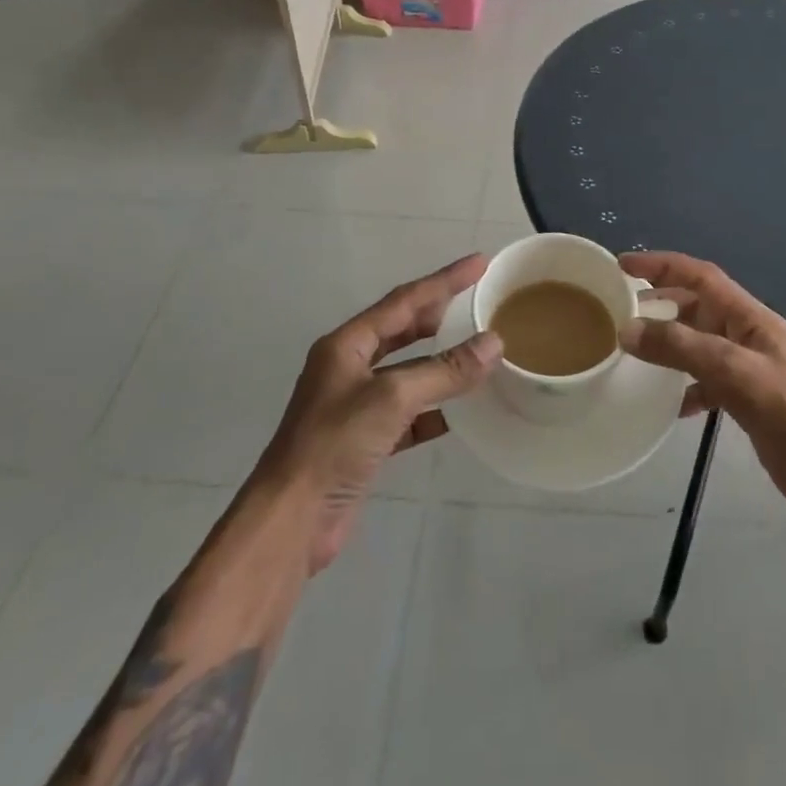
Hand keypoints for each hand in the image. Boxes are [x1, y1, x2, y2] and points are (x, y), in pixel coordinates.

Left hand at [256, 255, 498, 572]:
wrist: (292, 521)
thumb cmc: (334, 444)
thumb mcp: (392, 398)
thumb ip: (444, 371)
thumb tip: (493, 343)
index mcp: (346, 345)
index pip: (404, 301)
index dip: (443, 281)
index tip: (478, 263)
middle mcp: (348, 367)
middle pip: (402, 330)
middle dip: (439, 315)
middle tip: (478, 301)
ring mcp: (355, 405)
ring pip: (407, 372)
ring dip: (439, 364)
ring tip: (477, 351)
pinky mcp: (364, 441)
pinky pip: (407, 413)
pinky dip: (432, 409)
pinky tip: (460, 412)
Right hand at [619, 253, 785, 525]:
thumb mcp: (738, 374)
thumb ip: (683, 349)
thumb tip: (628, 329)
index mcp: (751, 318)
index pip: (700, 276)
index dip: (662, 264)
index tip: (623, 264)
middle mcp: (748, 336)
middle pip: (698, 306)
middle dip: (661, 301)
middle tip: (621, 308)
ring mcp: (750, 369)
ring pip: (699, 343)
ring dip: (669, 343)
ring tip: (634, 351)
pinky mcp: (750, 401)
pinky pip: (708, 381)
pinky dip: (686, 386)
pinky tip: (670, 405)